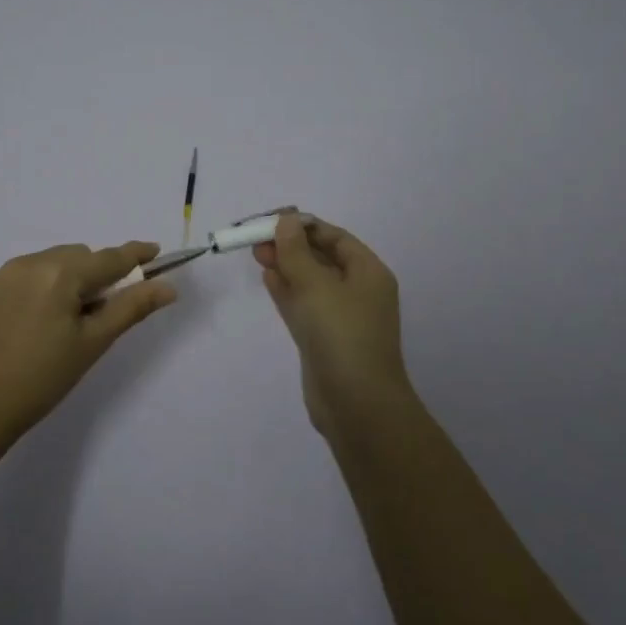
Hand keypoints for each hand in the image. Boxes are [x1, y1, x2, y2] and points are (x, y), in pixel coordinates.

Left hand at [0, 240, 177, 435]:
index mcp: (60, 274)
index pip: (108, 258)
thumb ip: (132, 307)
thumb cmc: (46, 376)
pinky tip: (36, 320)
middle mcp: (30, 263)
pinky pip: (24, 274)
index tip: (154, 251)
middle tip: (100, 310)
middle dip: (96, 274)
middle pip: (79, 256)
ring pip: (51, 261)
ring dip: (67, 277)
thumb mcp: (94, 342)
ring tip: (66, 318)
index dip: (135, 254)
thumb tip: (168, 287)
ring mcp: (3, 274)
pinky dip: (40, 286)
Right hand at [254, 212, 413, 434]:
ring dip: (285, 267)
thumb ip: (296, 251)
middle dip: (291, 246)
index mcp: (368, 272)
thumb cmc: (341, 335)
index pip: (335, 237)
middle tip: (256, 239)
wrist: (356, 404)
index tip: (272, 220)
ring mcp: (340, 317)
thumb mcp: (316, 285)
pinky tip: (267, 279)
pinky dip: (287, 291)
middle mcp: (358, 291)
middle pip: (322, 258)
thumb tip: (287, 220)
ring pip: (310, 282)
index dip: (304, 226)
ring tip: (256, 253)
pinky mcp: (323, 339)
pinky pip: (304, 306)